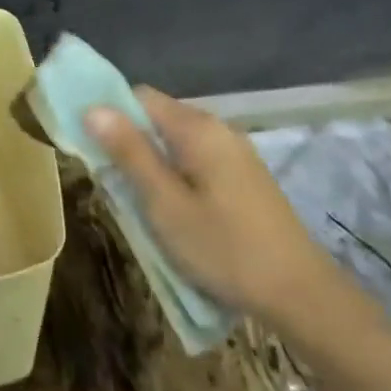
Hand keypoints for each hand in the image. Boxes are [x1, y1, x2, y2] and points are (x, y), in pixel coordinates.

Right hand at [85, 89, 371, 337]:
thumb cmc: (225, 248)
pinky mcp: (245, 176)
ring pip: (177, 142)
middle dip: (130, 143)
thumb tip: (93, 108)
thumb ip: (130, 153)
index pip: (139, 96)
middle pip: (158, 117)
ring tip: (139, 203)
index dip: (109, 113)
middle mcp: (217, 127)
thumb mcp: (165, 204)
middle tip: (112, 184)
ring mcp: (235, 152)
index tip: (89, 145)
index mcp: (196, 127)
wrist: (301, 294)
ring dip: (152, 163)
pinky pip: (197, 160)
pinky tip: (174, 211)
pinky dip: (176, 175)